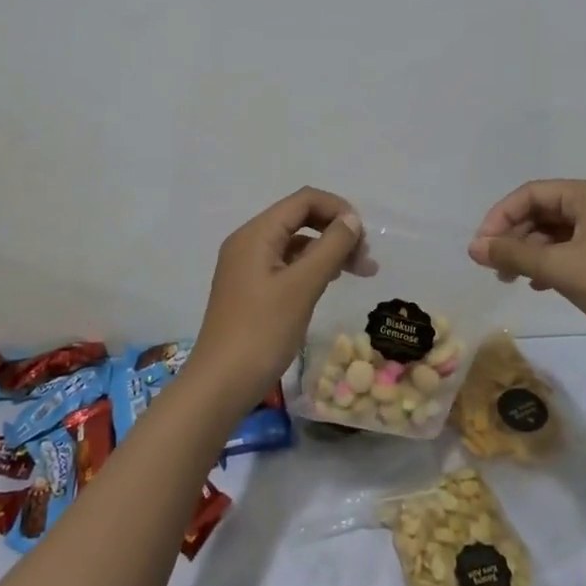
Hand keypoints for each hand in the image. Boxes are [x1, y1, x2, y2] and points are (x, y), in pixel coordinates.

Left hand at [190, 187, 365, 407]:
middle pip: (300, 218)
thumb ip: (330, 248)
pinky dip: (311, 268)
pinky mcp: (251, 288)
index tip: (364, 237)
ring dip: (327, 250)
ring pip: (295, 243)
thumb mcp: (302, 287)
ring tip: (358, 272)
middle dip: (336, 231)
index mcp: (256, 234)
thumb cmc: (262, 332)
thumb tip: (351, 219)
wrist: (220, 385)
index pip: (304, 200)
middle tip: (366, 260)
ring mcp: (247, 266)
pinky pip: (286, 264)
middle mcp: (249, 242)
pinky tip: (329, 283)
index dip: (338, 209)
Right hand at [467, 179, 585, 339]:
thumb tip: (474, 247)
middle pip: (542, 210)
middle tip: (493, 265)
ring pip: (555, 231)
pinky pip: (570, 247)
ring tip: (510, 278)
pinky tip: (537, 284)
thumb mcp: (560, 268)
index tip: (482, 246)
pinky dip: (549, 262)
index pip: (531, 193)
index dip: (501, 216)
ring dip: (529, 251)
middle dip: (514, 236)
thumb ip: (513, 255)